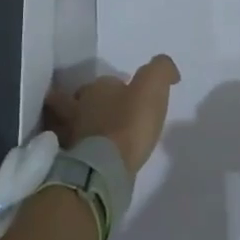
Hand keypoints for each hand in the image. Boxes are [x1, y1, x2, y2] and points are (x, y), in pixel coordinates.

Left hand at [45, 54, 180, 174]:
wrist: (103, 169)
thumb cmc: (128, 124)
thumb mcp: (152, 87)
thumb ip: (161, 70)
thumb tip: (169, 71)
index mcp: (97, 87)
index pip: (108, 82)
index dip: (120, 87)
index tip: (132, 97)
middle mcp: (78, 106)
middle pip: (84, 99)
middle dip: (91, 102)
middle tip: (107, 112)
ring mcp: (71, 134)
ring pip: (72, 122)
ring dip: (79, 124)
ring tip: (94, 133)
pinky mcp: (69, 161)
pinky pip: (72, 148)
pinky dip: (77, 147)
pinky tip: (88, 154)